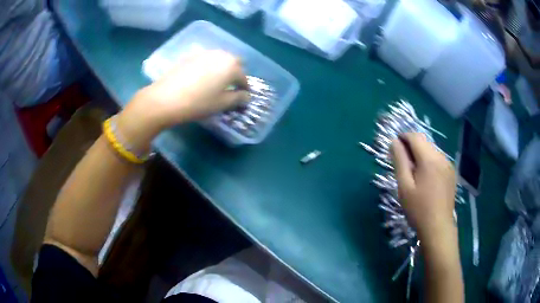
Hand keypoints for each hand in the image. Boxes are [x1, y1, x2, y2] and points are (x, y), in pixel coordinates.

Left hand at [115, 50, 249, 150]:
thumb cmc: (198, 103)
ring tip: (215, 81)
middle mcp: (221, 55)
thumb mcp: (221, 104)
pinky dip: (208, 65)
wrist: (165, 98)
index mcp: (232, 66)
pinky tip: (200, 76)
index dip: (244, 88)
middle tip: (230, 86)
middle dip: (236, 73)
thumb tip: (247, 96)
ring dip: (222, 67)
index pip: (244, 77)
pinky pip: (206, 58)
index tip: (242, 96)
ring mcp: (204, 53)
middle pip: (234, 62)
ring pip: (220, 58)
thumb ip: (238, 99)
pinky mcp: (190, 55)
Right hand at [390, 133, 456, 243]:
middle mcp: (441, 157)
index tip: (394, 147)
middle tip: (402, 163)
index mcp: (429, 159)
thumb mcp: (404, 186)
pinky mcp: (451, 173)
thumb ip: (400, 161)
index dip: (403, 137)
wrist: (438, 227)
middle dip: (411, 146)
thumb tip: (394, 142)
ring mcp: (448, 165)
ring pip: (431, 150)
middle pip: (424, 142)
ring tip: (413, 173)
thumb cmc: (418, 209)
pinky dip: (429, 161)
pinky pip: (438, 159)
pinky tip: (425, 178)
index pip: (415, 136)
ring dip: (420, 154)